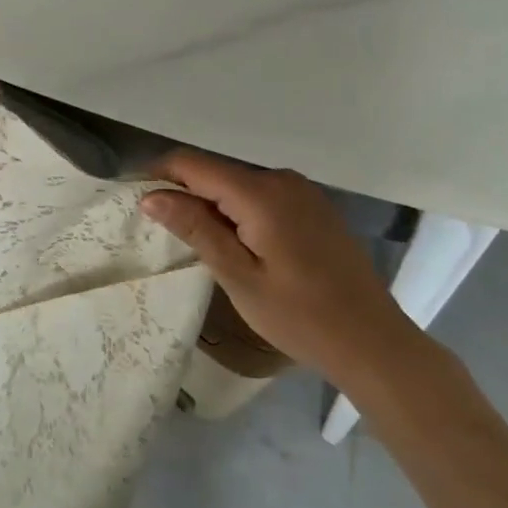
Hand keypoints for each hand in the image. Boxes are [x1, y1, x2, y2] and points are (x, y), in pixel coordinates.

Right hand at [139, 150, 417, 381]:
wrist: (375, 343)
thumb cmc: (301, 316)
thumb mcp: (239, 276)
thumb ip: (195, 228)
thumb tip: (151, 195)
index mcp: (260, 193)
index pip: (192, 164)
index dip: (158, 173)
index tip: (133, 195)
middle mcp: (281, 179)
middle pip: (215, 172)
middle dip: (184, 192)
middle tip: (162, 230)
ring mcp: (302, 192)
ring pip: (238, 185)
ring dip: (212, 203)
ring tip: (196, 241)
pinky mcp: (314, 207)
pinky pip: (262, 196)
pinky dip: (239, 210)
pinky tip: (238, 244)